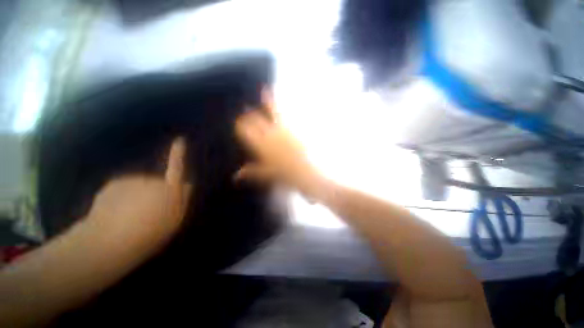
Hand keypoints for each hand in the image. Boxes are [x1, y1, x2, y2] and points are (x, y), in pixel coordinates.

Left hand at [86, 138, 191, 240]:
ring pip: (139, 186)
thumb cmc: (148, 233)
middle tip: (148, 213)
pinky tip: (116, 212)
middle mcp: (151, 180)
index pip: (177, 168)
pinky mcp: (113, 183)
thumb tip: (187, 183)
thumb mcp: (173, 220)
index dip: (178, 154)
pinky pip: (123, 188)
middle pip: (158, 183)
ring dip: (137, 196)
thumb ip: (182, 199)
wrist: (107, 240)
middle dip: (156, 192)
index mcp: (169, 189)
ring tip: (129, 216)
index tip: (179, 139)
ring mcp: (131, 180)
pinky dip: (122, 196)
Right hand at [235, 97, 324, 198]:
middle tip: (247, 109)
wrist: (303, 171)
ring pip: (272, 112)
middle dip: (250, 115)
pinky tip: (282, 103)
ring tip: (265, 90)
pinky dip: (282, 108)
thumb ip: (250, 172)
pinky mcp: (292, 129)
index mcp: (260, 144)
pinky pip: (285, 116)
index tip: (239, 124)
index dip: (241, 125)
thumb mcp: (265, 174)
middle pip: (256, 119)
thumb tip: (236, 176)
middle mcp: (269, 133)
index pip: (245, 130)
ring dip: (267, 101)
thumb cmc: (282, 174)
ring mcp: (282, 129)